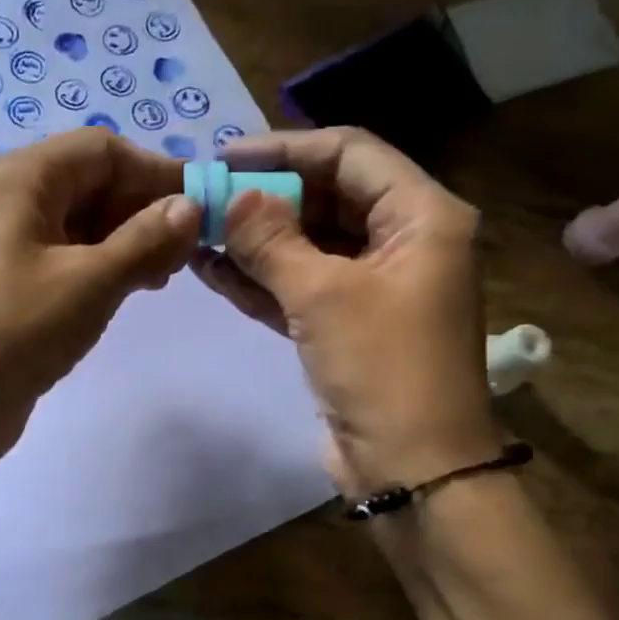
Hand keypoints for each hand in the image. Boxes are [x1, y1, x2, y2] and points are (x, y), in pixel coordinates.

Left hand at [0, 128, 200, 472]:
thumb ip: (145, 240)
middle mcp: (14, 199)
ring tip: (163, 276)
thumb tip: (190, 207)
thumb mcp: (90, 282)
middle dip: (144, 210)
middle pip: (93, 183)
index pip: (105, 151)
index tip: (205, 208)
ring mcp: (10, 244)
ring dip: (128, 241)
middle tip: (186, 253)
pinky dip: (103, 267)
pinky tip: (130, 291)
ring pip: (83, 223)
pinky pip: (68, 257)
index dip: (158, 172)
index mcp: (24, 178)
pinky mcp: (13, 284)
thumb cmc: (15, 331)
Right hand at [189, 126, 497, 494]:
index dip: (285, 149)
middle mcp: (404, 242)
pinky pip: (302, 287)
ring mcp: (376, 288)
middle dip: (265, 197)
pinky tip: (212, 270)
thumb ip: (272, 240)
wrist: (412, 470)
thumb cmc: (382, 369)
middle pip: (328, 198)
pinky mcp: (349, 327)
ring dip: (256, 240)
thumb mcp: (323, 295)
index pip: (349, 154)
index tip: (225, 157)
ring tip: (196, 230)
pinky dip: (262, 280)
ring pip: (309, 245)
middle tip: (204, 197)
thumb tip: (231, 198)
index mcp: (422, 217)